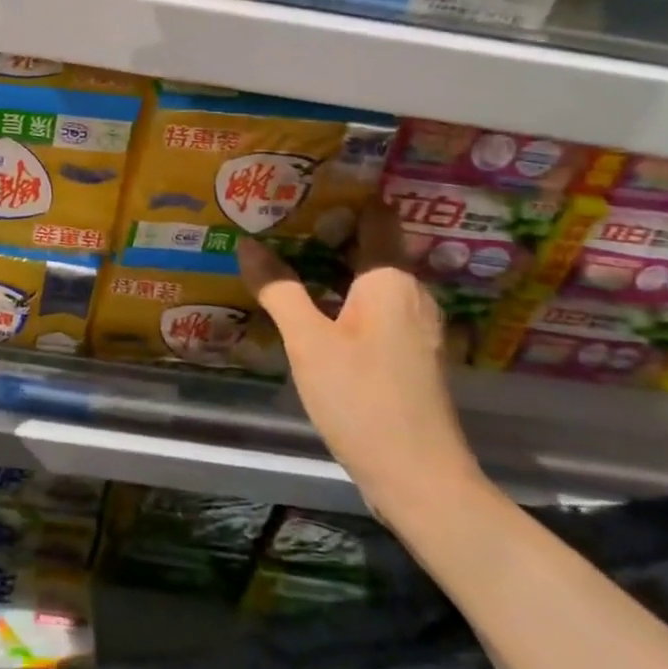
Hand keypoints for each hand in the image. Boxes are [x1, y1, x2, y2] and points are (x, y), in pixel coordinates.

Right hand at [237, 203, 480, 520]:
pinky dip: (346, 299)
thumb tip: (247, 242)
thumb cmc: (362, 399)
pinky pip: (377, 309)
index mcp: (391, 279)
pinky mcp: (413, 356)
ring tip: (288, 261)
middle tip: (278, 223)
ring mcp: (417, 327)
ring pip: (372, 281)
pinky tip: (314, 311)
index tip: (299, 189)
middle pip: (371, 246)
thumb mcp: (308, 342)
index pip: (374, 216)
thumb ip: (278, 288)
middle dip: (328, 233)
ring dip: (335, 269)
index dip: (340, 198)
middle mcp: (412, 294)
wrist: (420, 479)